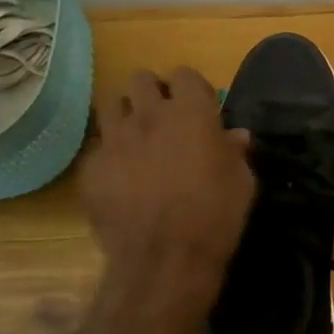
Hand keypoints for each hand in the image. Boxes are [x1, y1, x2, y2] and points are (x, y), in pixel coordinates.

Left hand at [80, 69, 254, 311]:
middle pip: (141, 79)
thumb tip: (235, 136)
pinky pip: (98, 147)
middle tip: (165, 117)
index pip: (185, 74)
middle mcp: (148, 115)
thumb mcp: (242, 181)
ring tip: (138, 138)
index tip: (200, 107)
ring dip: (127, 114)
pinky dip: (111, 155)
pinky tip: (122, 177)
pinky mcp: (91, 168)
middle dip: (153, 92)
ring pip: (111, 105)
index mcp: (191, 112)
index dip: (192, 89)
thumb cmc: (216, 215)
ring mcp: (114, 140)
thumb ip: (235, 151)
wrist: (165, 259)